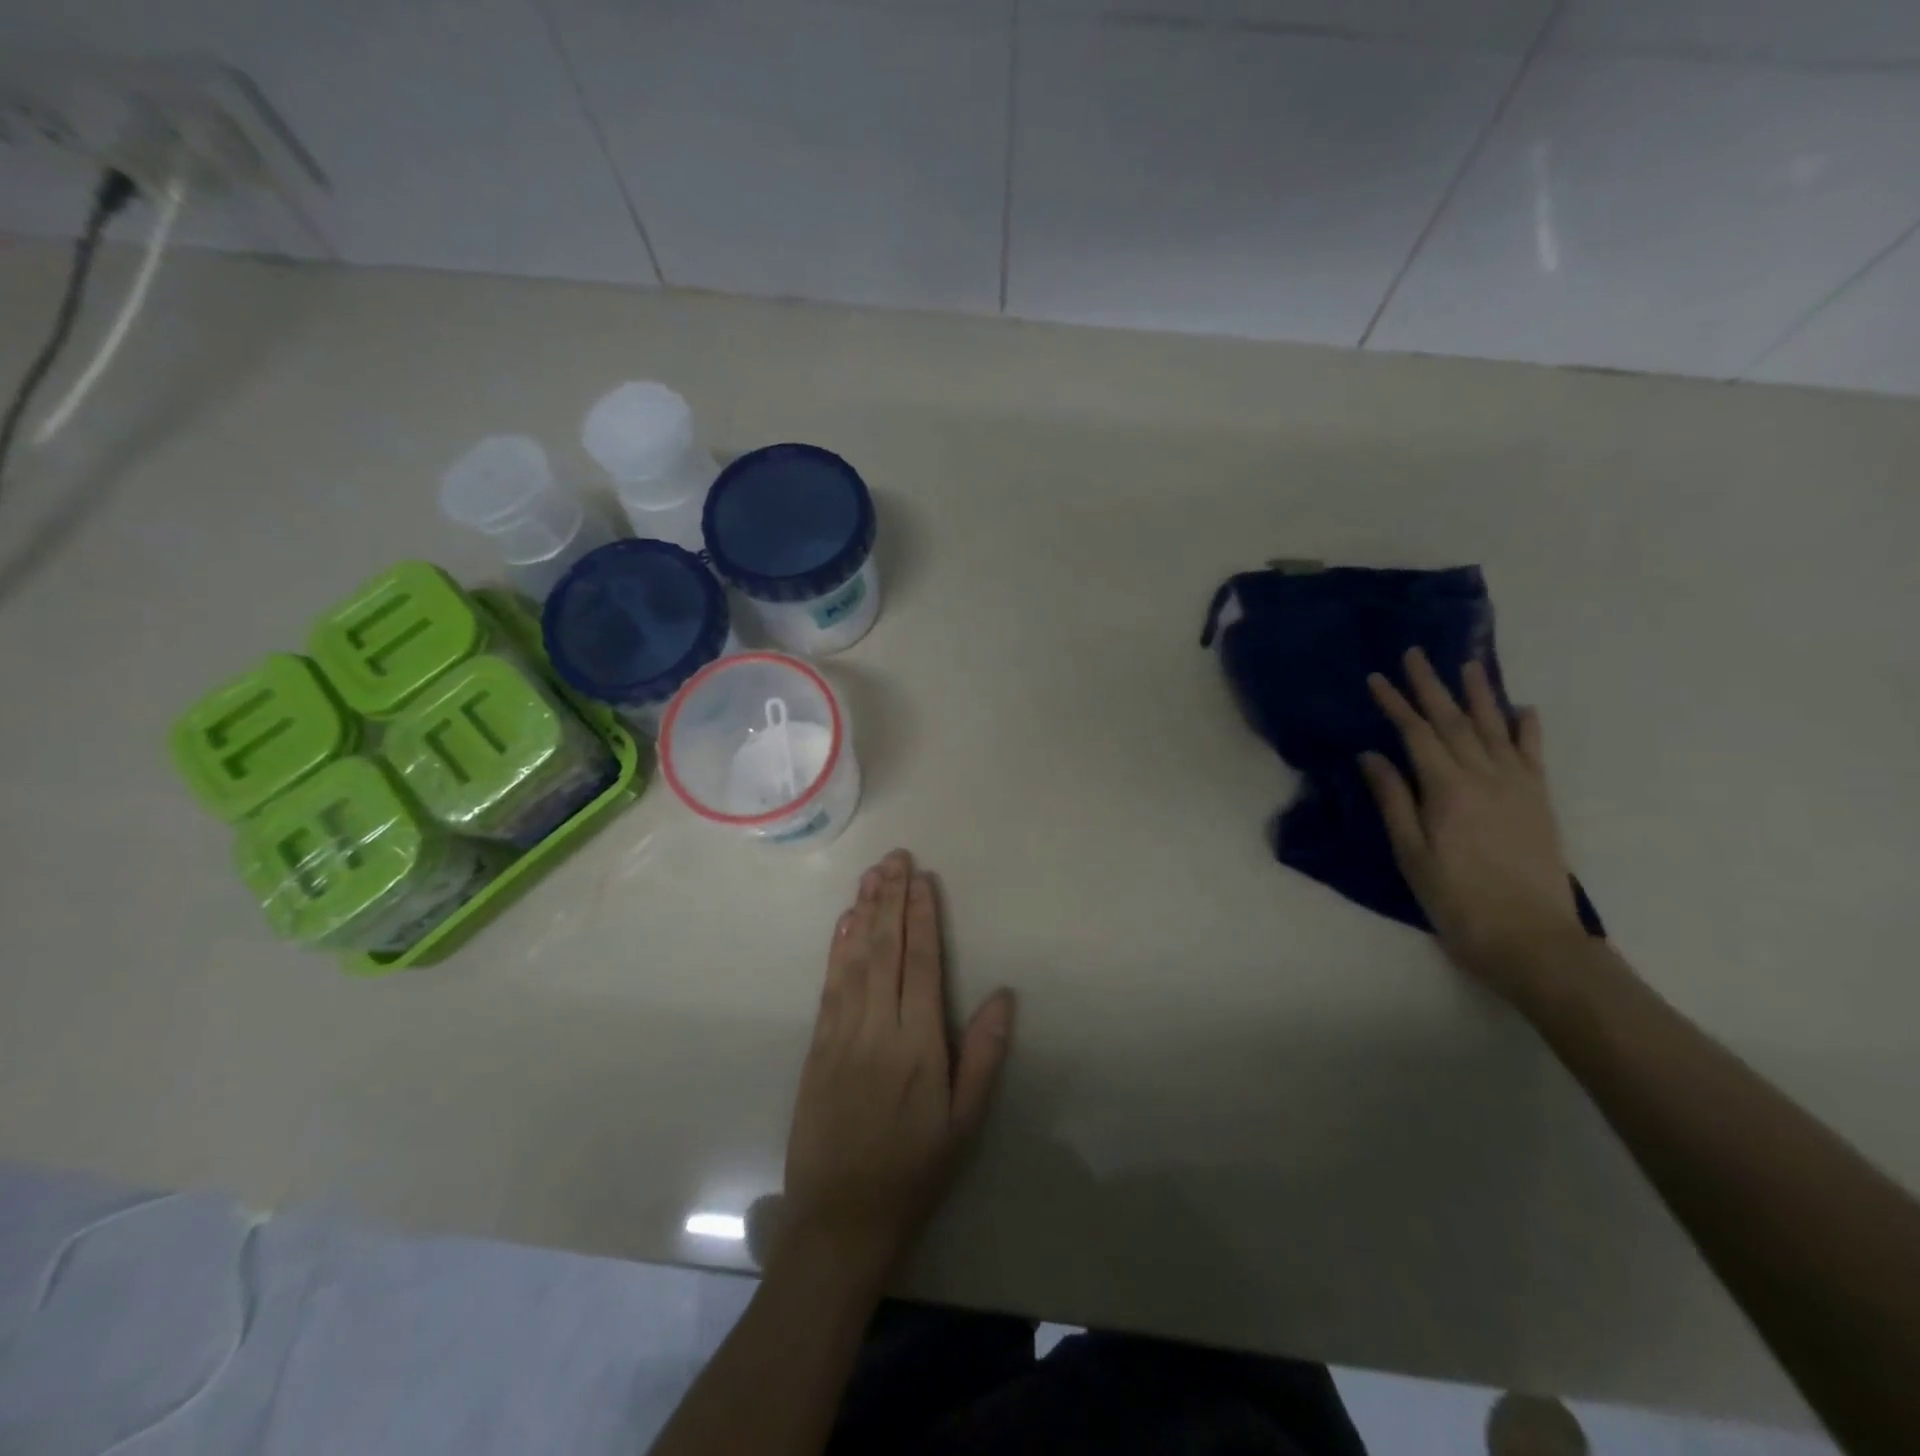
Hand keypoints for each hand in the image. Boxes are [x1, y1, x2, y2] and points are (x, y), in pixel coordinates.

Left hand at [780, 849, 1014, 1287]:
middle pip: (885, 949)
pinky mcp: (817, 1046)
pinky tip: (843, 923)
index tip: (923, 878)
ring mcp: (842, 1034)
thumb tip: (1003, 995)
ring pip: (854, 958)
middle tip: (896, 857)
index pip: (922, 963)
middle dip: (891, 899)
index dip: (923, 917)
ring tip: (871, 874)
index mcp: (919, 1044)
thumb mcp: (964, 1122)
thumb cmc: (913, 1171)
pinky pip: (829, 985)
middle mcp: (878, 1027)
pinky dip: (837, 948)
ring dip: (863, 912)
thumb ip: (984, 1055)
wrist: (839, 1219)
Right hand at [1359, 649, 1587, 1000]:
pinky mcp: (1539, 801)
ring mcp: (1518, 786)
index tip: (1376, 677)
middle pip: (1453, 722)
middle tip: (1416, 653)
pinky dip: (1526, 729)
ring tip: (1469, 664)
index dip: (1394, 704)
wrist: (1531, 939)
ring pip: (1494, 729)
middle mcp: (1485, 776)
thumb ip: (1394, 800)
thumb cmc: (1457, 899)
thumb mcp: (1411, 854)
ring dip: (1479, 695)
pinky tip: (1522, 709)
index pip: (1415, 734)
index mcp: (1448, 789)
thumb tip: (1372, 755)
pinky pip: (1532, 754)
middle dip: (1431, 686)